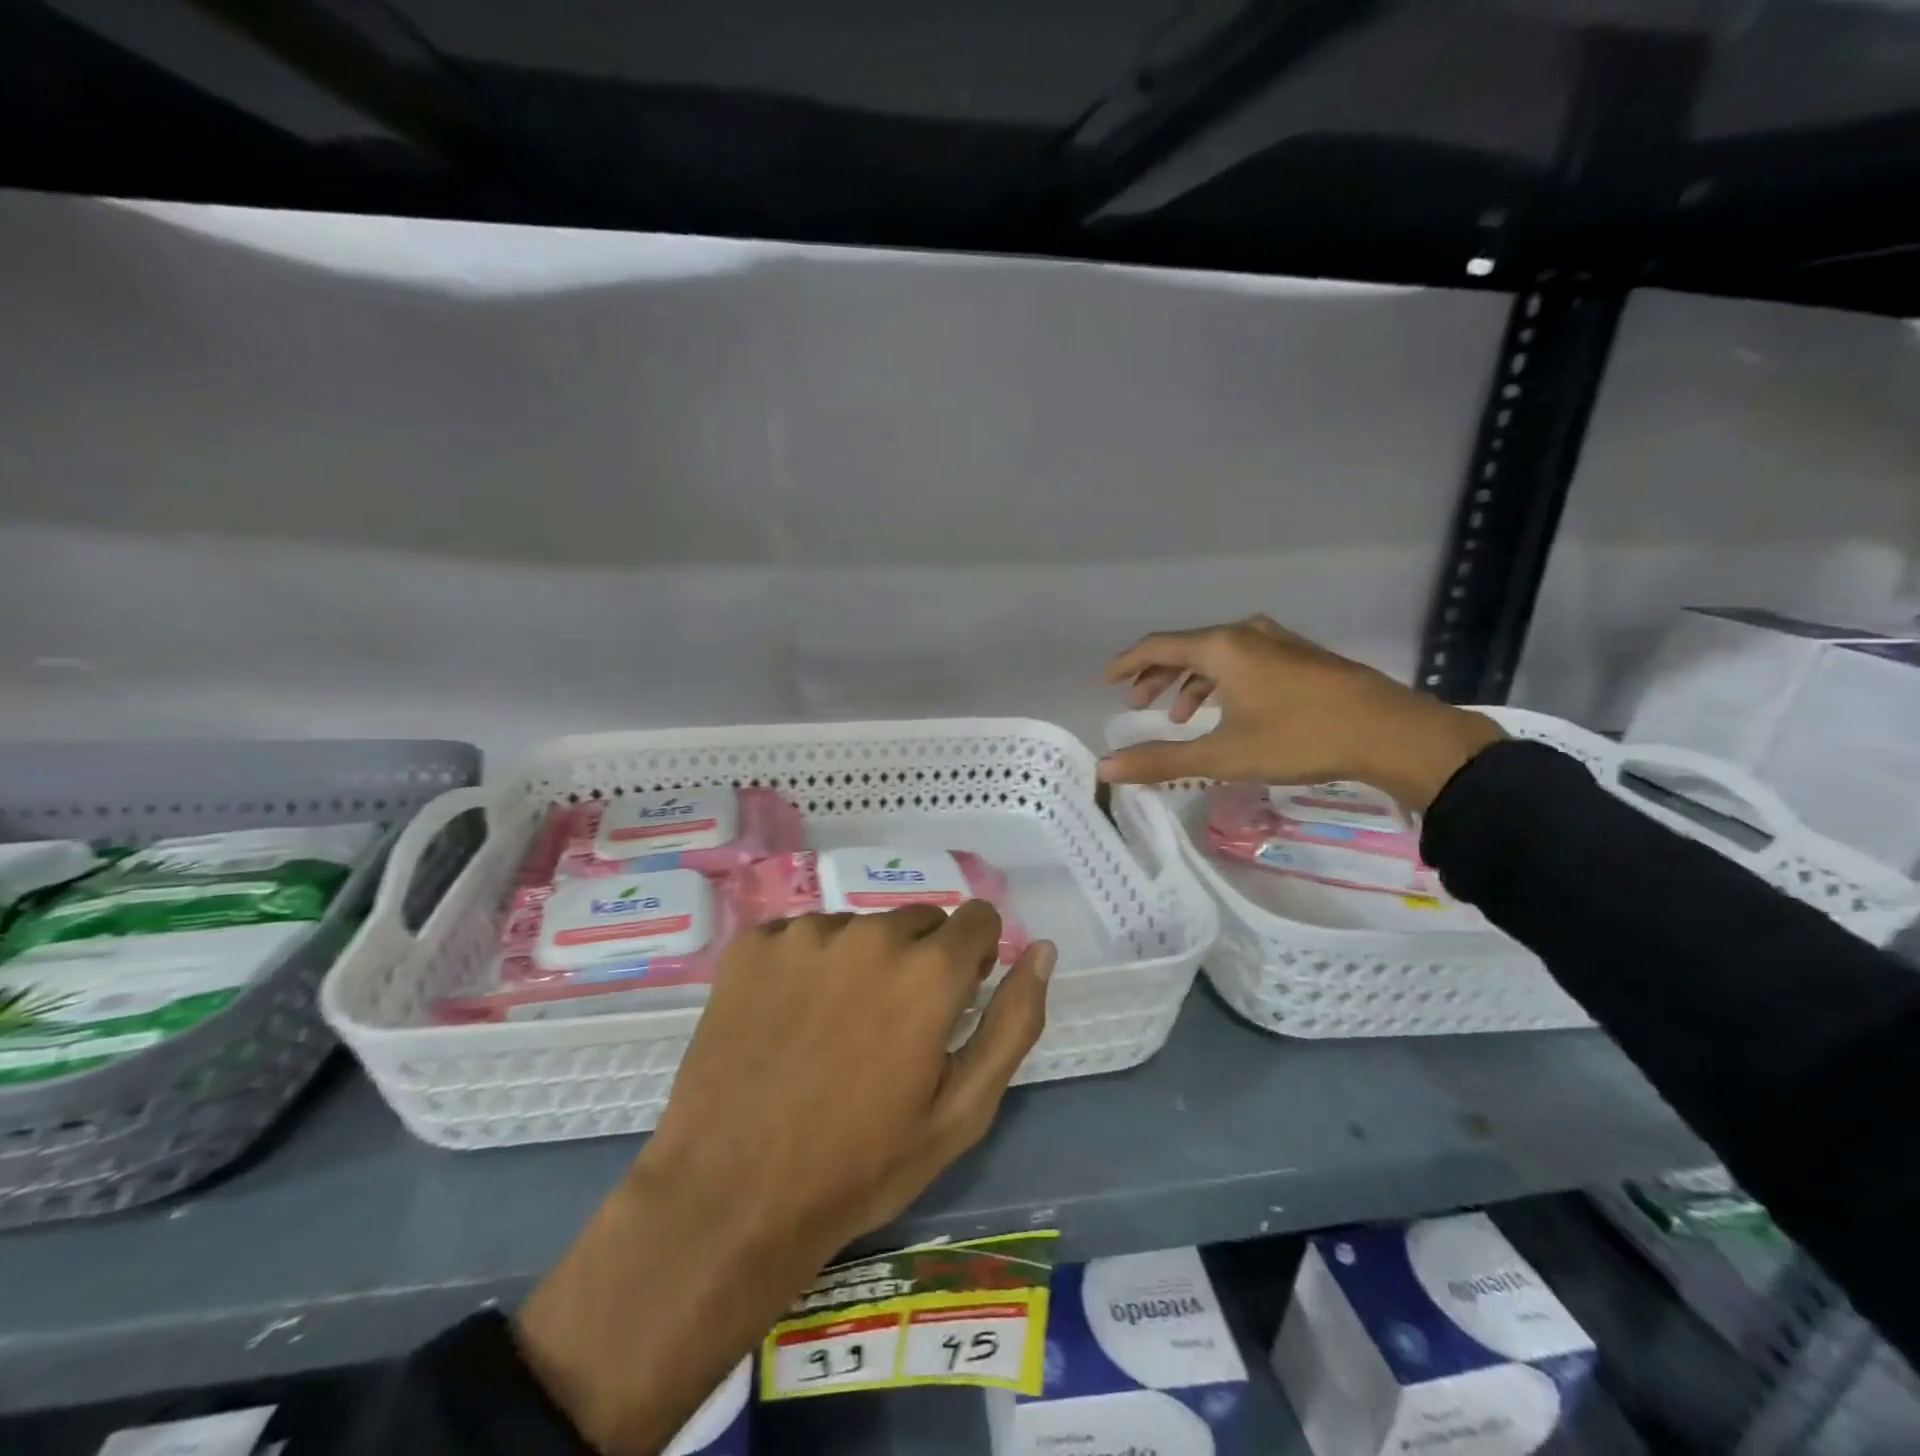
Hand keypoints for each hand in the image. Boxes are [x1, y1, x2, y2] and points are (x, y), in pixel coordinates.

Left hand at [516, 904, 1054, 1454]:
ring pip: (858, 927)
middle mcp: (869, 933)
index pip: (976, 918)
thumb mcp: (961, 1111)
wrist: (730, 1199)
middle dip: (919, 960)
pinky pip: (801, 935)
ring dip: (860, 962)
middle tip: (889, 1028)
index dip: (973, 957)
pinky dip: (805, 966)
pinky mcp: (752, 944)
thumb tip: (1041, 949)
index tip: (954, 999)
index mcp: (928, 970)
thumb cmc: (860, 1166)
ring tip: (832, 1030)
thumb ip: (1013, 1022)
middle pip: (917, 920)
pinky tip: (786, 1020)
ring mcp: (803, 933)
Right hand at [1098, 615, 1504, 810]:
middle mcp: (1247, 634)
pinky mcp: (1303, 657)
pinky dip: (1223, 682)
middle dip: (1157, 676)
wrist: (1392, 733)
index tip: (1105, 683)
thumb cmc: (1300, 738)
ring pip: (1218, 655)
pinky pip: (1245, 661)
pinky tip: (1230, 711)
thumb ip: (1162, 760)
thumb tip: (1105, 769)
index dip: (1127, 664)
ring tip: (1181, 717)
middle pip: (1187, 648)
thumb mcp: (1224, 755)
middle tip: (1138, 704)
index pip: (1158, 646)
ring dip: (1191, 682)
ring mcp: (1279, 642)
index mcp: (1222, 647)